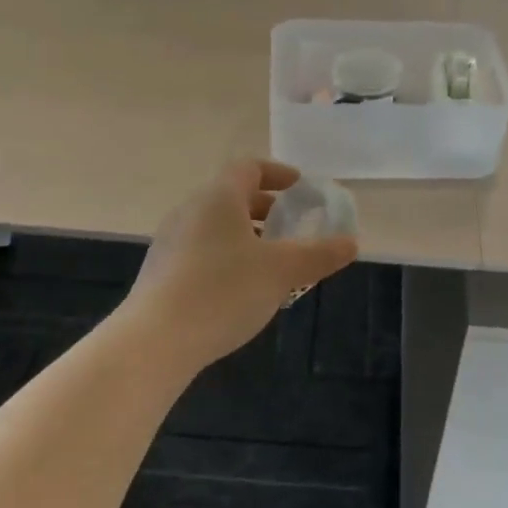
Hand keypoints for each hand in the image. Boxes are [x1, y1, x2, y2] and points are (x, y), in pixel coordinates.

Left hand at [125, 159, 357, 370]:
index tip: (299, 188)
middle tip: (290, 226)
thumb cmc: (224, 291)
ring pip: (216, 225)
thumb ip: (319, 254)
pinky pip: (202, 249)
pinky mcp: (161, 271)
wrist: (155, 340)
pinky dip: (227, 255)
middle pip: (231, 196)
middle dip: (265, 208)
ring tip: (271, 261)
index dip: (277, 173)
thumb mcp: (281, 271)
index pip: (248, 168)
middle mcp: (190, 211)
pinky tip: (240, 288)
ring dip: (246, 234)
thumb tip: (351, 243)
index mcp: (218, 198)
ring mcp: (171, 241)